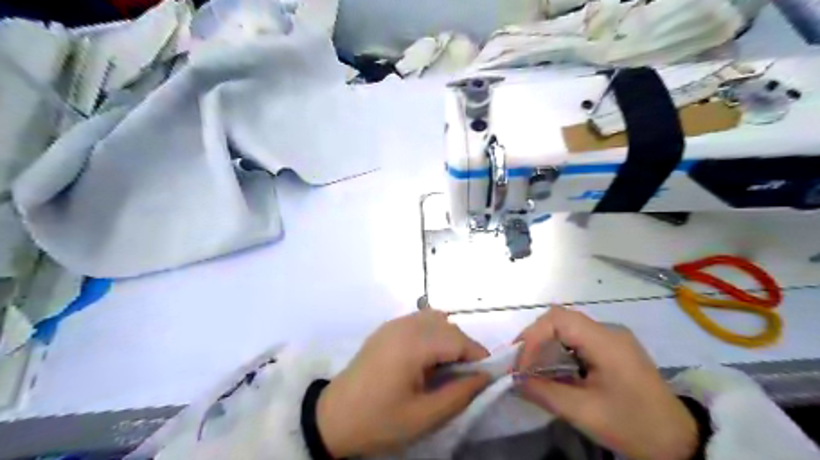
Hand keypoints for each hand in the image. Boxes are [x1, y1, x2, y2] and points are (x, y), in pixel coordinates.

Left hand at [316, 310, 489, 458]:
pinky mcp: (387, 328)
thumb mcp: (424, 416)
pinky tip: (426, 358)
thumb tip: (485, 377)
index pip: (458, 339)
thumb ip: (460, 394)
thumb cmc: (379, 419)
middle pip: (448, 326)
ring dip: (448, 338)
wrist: (333, 416)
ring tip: (446, 368)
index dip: (478, 356)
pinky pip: (419, 321)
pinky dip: (432, 334)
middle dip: (464, 348)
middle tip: (464, 377)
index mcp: (413, 344)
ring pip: (435, 319)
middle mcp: (405, 325)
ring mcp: (394, 323)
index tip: (485, 377)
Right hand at [514, 307, 692, 459]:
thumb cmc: (634, 426)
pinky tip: (551, 368)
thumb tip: (514, 380)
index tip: (521, 366)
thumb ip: (545, 393)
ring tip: (530, 366)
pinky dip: (557, 349)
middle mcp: (608, 331)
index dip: (533, 337)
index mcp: (606, 341)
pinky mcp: (612, 348)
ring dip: (544, 342)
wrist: (680, 442)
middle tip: (519, 362)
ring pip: (566, 327)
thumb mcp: (586, 413)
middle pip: (560, 319)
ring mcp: (612, 338)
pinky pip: (576, 339)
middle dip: (534, 338)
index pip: (558, 320)